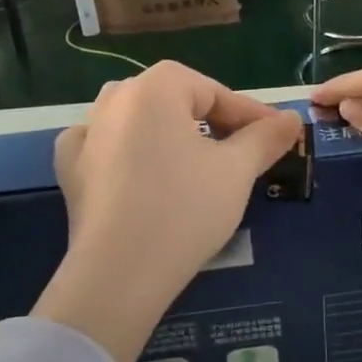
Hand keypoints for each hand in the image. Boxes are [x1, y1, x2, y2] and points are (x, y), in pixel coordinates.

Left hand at [34, 63, 302, 361]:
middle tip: (243, 153)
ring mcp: (87, 131)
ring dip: (169, 131)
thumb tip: (291, 118)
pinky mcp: (70, 168)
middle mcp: (116, 98)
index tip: (278, 137)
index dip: (250, 116)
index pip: (215, 92)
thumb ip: (265, 137)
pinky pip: (104, 144)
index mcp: (155, 87)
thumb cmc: (184, 210)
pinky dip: (124, 150)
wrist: (118, 274)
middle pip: (176, 100)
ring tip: (195, 159)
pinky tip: (136, 167)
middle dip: (212, 122)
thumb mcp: (236, 171)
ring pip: (139, 118)